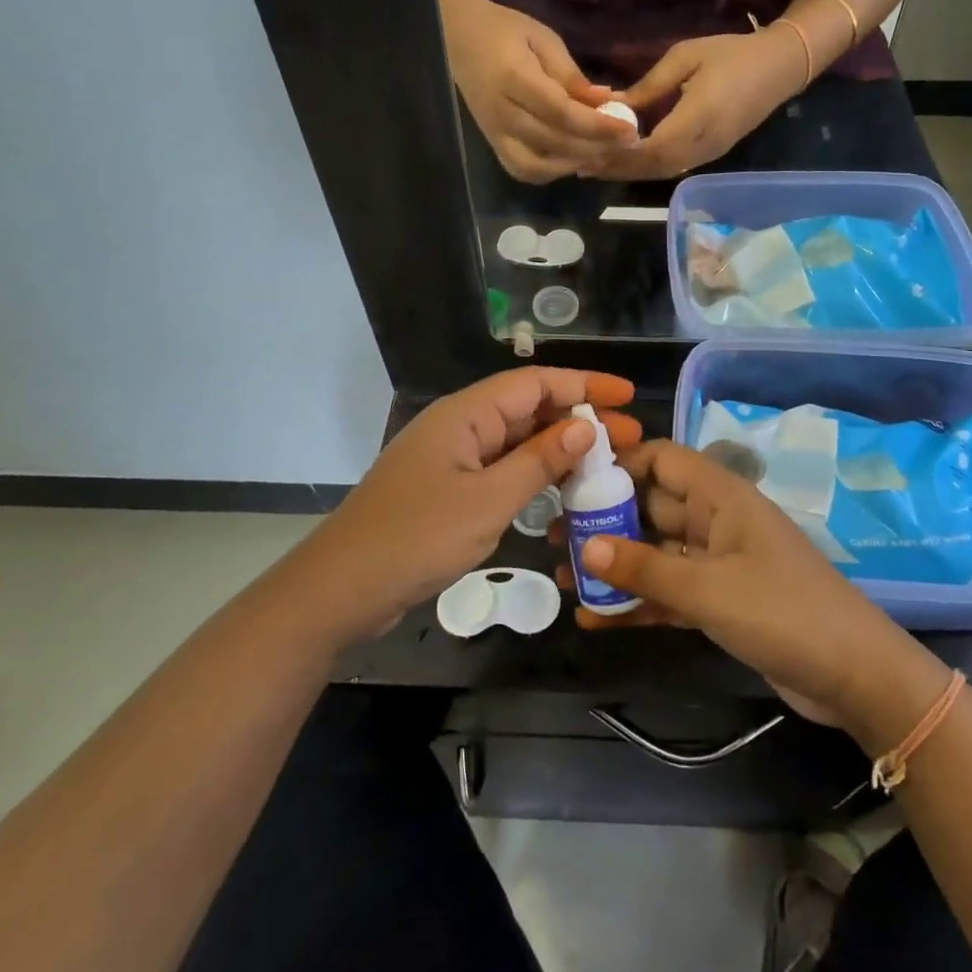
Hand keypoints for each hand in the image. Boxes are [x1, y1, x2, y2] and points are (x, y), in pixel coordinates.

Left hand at [281, 369, 641, 647]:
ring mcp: (451, 458)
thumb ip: (539, 460)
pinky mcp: (447, 488)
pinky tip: (561, 490)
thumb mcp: (489, 500)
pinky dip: (533, 474)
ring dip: (559, 448)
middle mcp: (460, 426)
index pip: (535, 383)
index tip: (628, 394)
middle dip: (579, 418)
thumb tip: (586, 424)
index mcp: (466, 414)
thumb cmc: (417, 538)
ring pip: (516, 441)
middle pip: (528, 409)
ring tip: (606, 462)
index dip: (584, 384)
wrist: (342, 588)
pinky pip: (500, 468)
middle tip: (629, 437)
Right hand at [442, 0, 637, 183]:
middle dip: (596, 146)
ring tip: (603, 152)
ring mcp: (494, 133)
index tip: (629, 128)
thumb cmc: (505, 32)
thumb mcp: (544, 40)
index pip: (562, 112)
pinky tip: (574, 159)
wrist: (458, 37)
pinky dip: (551, 171)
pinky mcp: (493, 144)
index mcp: (514, 78)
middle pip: (554, 142)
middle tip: (627, 143)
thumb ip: (572, 75)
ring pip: (538, 165)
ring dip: (575, 163)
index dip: (598, 125)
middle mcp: (502, 112)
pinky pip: (523, 170)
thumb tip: (606, 103)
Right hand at [569, 440, 925, 726]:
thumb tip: (585, 548)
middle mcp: (715, 520)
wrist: (854, 676)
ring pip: (656, 551)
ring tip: (561, 577)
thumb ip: (645, 568)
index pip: (662, 458)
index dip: (619, 463)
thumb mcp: (708, 589)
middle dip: (604, 519)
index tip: (572, 481)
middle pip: (651, 506)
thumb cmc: (783, 612)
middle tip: (554, 537)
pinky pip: (669, 590)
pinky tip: (595, 617)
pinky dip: (637, 601)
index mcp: (720, 496)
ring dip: (615, 564)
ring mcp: (718, 562)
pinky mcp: (720, 600)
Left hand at [594, 29, 804, 180]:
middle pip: (652, 168)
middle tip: (581, 164)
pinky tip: (625, 161)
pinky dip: (645, 167)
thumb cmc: (731, 54)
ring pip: (661, 172)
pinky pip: (671, 167)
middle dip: (616, 168)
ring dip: (628, 172)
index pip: (649, 148)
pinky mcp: (710, 155)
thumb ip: (649, 86)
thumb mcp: (685, 57)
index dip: (618, 153)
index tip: (587, 149)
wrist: (779, 68)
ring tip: (595, 167)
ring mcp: (708, 154)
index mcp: (696, 119)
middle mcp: (702, 145)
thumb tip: (612, 105)